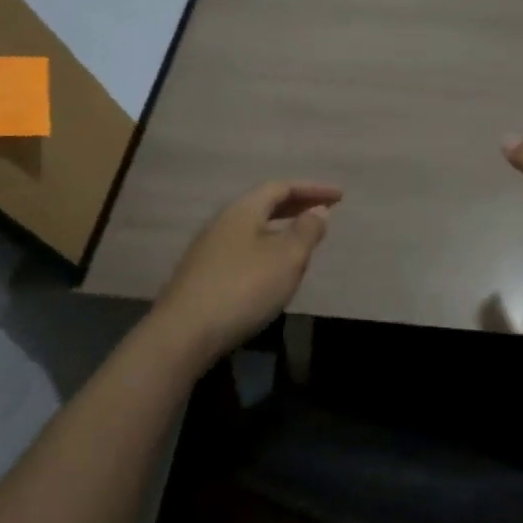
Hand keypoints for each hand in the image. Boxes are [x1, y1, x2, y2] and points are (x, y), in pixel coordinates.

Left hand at [153, 180, 341, 365]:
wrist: (182, 335)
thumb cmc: (243, 288)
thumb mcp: (287, 259)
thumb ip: (306, 231)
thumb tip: (319, 210)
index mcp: (243, 210)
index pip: (282, 188)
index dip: (313, 189)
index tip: (340, 195)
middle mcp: (222, 222)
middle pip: (263, 205)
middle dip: (296, 206)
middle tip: (323, 211)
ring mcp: (208, 249)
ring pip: (252, 228)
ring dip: (280, 228)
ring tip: (302, 240)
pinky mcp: (201, 275)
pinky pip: (242, 248)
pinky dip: (265, 248)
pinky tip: (272, 269)